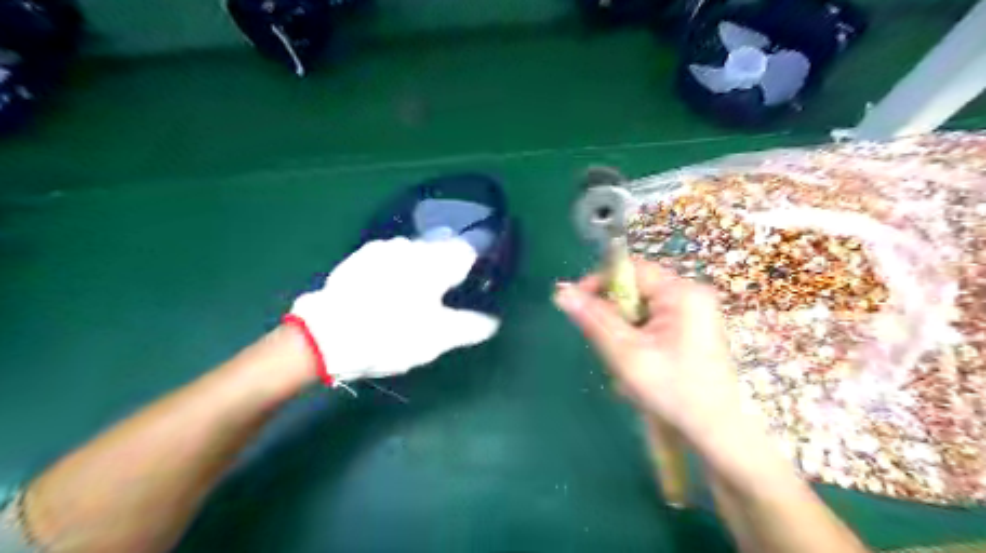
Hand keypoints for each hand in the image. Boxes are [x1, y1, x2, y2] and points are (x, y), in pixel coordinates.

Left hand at [288, 236, 501, 384]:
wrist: (325, 336)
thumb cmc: (391, 335)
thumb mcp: (438, 338)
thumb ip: (470, 326)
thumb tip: (493, 321)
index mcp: (435, 261)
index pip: (467, 251)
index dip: (473, 268)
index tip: (469, 287)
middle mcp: (410, 246)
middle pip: (440, 250)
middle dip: (445, 268)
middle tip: (441, 298)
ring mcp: (381, 249)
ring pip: (412, 253)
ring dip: (419, 268)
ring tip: (413, 297)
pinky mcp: (357, 258)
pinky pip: (388, 259)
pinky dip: (395, 271)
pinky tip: (386, 292)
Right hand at [555, 259, 747, 443]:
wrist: (718, 434)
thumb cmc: (673, 391)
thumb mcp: (626, 354)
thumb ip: (594, 319)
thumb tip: (561, 291)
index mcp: (681, 293)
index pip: (631, 269)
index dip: (599, 281)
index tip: (577, 304)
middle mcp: (690, 295)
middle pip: (635, 288)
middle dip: (612, 313)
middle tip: (603, 342)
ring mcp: (693, 313)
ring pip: (641, 308)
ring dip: (623, 329)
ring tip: (622, 359)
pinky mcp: (691, 330)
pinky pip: (652, 321)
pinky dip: (636, 338)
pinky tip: (637, 363)